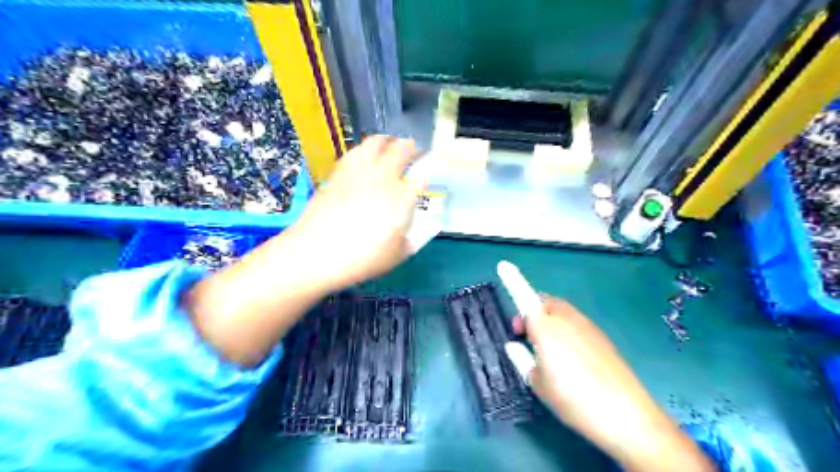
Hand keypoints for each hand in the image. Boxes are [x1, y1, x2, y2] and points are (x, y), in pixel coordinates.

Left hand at [283, 134, 422, 291]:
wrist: (315, 253)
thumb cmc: (361, 259)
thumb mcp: (395, 256)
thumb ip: (408, 241)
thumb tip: (408, 233)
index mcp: (402, 199)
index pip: (421, 177)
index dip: (427, 172)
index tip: (427, 175)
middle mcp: (383, 178)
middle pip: (401, 150)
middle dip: (411, 147)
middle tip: (414, 150)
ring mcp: (358, 172)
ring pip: (376, 143)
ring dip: (387, 141)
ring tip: (390, 144)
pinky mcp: (338, 174)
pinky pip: (355, 152)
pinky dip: (364, 149)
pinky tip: (364, 155)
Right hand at [515, 299, 710, 470]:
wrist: (626, 416)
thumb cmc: (572, 399)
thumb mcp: (538, 383)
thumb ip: (522, 359)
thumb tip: (515, 346)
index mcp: (546, 328)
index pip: (525, 298)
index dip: (513, 280)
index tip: (503, 264)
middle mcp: (566, 320)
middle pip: (544, 302)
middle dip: (531, 310)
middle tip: (524, 333)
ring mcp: (587, 326)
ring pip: (561, 312)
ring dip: (548, 319)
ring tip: (545, 348)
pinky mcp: (602, 337)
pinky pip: (575, 323)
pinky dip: (565, 329)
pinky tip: (569, 357)